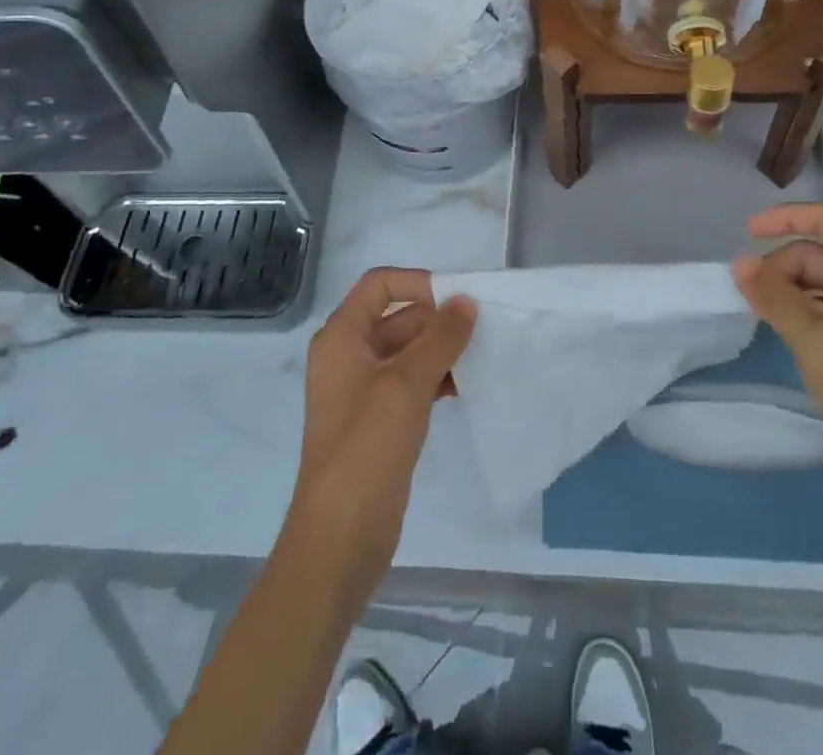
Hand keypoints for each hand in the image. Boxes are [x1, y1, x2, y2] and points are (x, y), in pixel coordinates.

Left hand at [283, 268, 475, 608]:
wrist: (338, 539)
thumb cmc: (366, 449)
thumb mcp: (406, 385)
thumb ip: (440, 338)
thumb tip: (466, 301)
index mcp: (342, 337)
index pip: (380, 285)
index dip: (418, 283)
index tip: (458, 298)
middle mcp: (350, 356)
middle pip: (398, 317)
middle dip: (438, 320)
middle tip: (484, 330)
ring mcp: (364, 391)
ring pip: (409, 351)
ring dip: (442, 351)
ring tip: (482, 358)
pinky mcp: (379, 421)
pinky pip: (412, 383)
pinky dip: (437, 378)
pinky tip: (467, 388)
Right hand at [734, 202, 822, 507]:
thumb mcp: (814, 339)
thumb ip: (774, 296)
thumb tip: (739, 261)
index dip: (785, 217)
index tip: (746, 234)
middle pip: (818, 251)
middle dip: (780, 264)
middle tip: (750, 296)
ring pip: (817, 280)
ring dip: (786, 289)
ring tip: (761, 315)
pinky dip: (798, 310)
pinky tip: (780, 330)